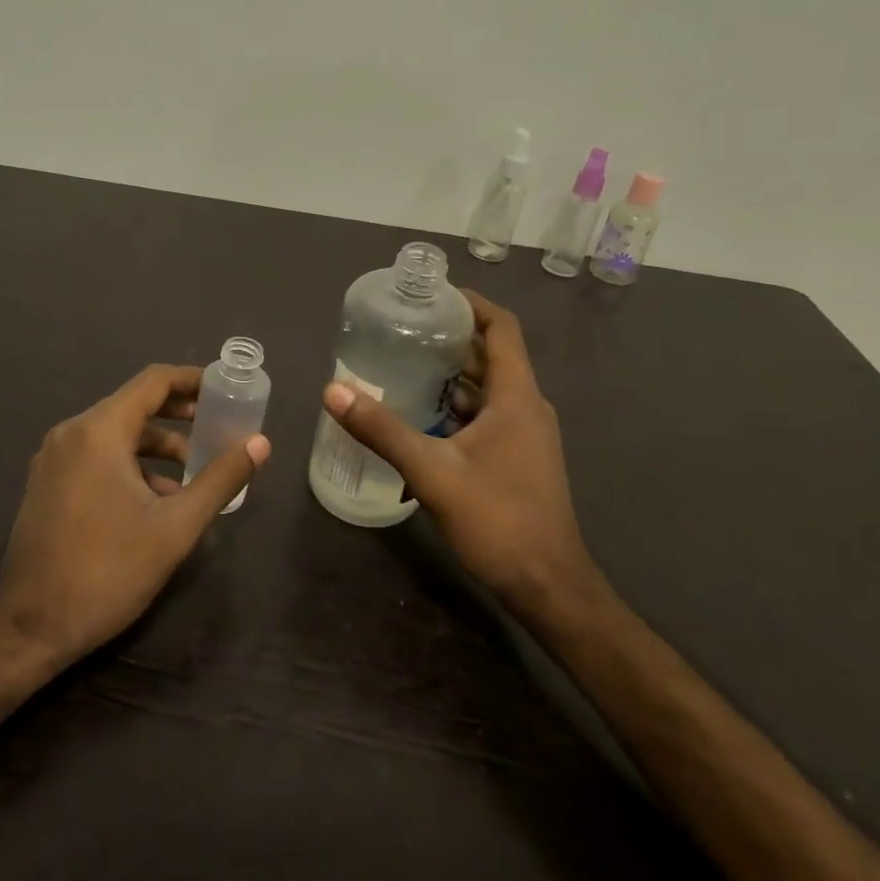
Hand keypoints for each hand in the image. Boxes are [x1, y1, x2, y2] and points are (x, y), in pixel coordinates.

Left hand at [0, 363, 269, 665]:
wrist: (28, 629)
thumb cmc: (106, 571)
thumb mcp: (175, 527)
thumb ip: (220, 479)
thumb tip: (261, 443)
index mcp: (99, 431)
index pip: (153, 381)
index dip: (193, 380)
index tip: (226, 389)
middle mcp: (71, 433)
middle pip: (134, 404)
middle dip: (179, 413)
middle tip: (218, 425)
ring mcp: (54, 459)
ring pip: (115, 433)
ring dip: (157, 444)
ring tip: (195, 469)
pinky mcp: (47, 484)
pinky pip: (97, 455)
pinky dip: (131, 462)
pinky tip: (157, 497)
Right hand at [321, 291, 605, 628]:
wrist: (547, 585)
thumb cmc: (498, 520)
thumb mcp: (432, 472)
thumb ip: (382, 430)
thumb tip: (333, 391)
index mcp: (516, 396)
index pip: (501, 327)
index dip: (470, 303)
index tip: (431, 295)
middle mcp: (525, 406)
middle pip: (490, 355)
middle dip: (448, 339)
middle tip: (401, 330)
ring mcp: (524, 434)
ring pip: (485, 389)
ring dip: (448, 377)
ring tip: (400, 367)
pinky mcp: (518, 457)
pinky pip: (485, 417)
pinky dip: (454, 409)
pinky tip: (418, 419)